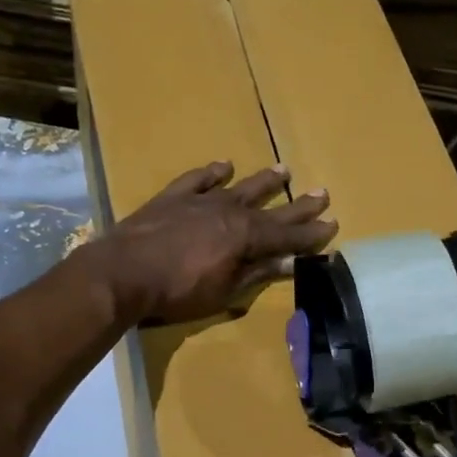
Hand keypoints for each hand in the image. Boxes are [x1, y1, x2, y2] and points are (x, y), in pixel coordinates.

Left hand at [88, 161, 336, 324]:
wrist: (123, 272)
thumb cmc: (178, 291)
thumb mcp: (224, 291)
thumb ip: (257, 273)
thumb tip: (290, 261)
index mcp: (246, 237)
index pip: (287, 236)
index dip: (311, 233)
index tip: (333, 224)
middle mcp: (230, 212)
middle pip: (271, 208)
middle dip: (298, 205)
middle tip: (323, 193)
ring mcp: (200, 202)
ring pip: (239, 187)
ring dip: (263, 181)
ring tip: (284, 170)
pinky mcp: (173, 198)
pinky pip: (197, 180)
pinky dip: (212, 172)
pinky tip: (224, 165)